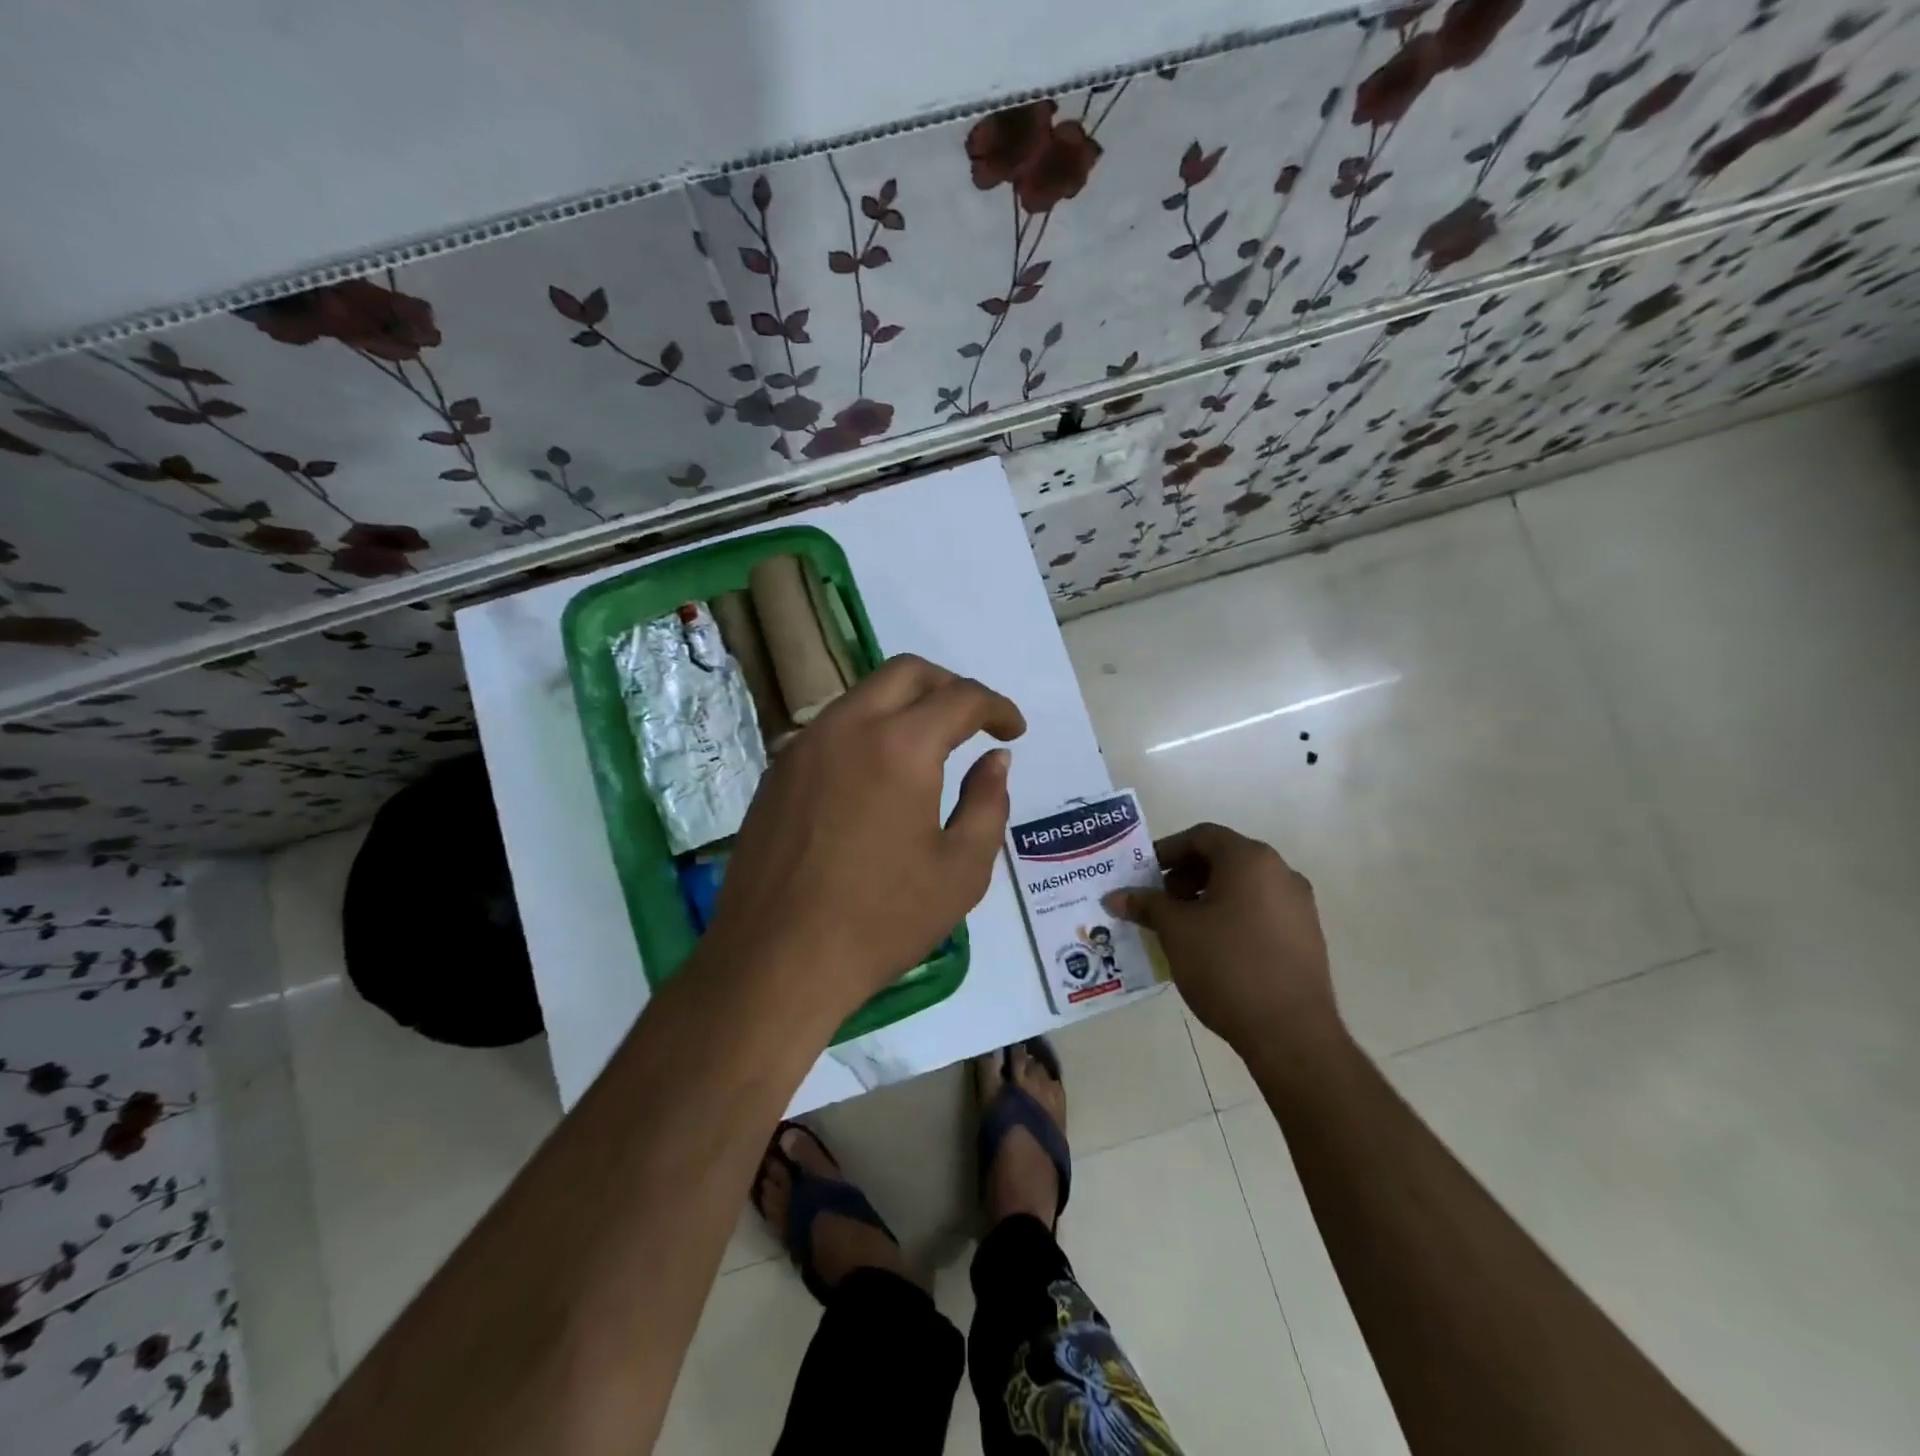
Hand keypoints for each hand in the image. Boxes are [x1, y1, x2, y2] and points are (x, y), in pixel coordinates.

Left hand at [703, 654, 1025, 1021]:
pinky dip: (867, 731)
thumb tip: (996, 759)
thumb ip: (988, 803)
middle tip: (973, 722)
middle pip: (906, 672)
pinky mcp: (777, 772)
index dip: (997, 707)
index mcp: (900, 745)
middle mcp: (847, 726)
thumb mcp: (961, 870)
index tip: (1013, 730)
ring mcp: (803, 746)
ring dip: (905, 705)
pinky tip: (877, 778)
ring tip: (928, 748)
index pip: (961, 698)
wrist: (776, 961)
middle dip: (950, 686)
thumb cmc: (881, 920)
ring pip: (863, 696)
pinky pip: (832, 729)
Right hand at [1107, 823, 1340, 1060]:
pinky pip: (1260, 911)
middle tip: (1159, 902)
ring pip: (1243, 887)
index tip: (1144, 874)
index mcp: (1250, 860)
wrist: (1291, 1033)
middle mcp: (1281, 873)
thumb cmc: (1227, 966)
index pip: (1202, 836)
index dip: (1168, 850)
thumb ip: (1146, 906)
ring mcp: (1299, 906)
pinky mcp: (1306, 936)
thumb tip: (1116, 896)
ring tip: (1181, 928)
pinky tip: (1211, 948)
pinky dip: (1232, 916)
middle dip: (1185, 876)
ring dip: (1207, 897)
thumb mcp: (1176, 931)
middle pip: (1224, 859)